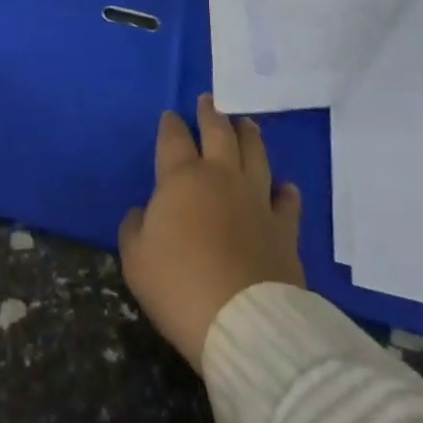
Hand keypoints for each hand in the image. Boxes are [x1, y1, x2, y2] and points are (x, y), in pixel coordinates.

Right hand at [118, 94, 304, 370]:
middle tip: (209, 100)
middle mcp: (221, 176)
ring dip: (249, 136)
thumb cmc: (180, 285)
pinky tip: (286, 188)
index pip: (174, 138)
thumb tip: (142, 213)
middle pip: (218, 133)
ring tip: (247, 124)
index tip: (170, 116)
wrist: (244, 322)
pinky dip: (286, 192)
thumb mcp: (136, 259)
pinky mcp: (285, 230)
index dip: (171, 125)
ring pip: (255, 154)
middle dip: (211, 113)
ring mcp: (257, 200)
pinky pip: (287, 202)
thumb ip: (134, 227)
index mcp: (182, 177)